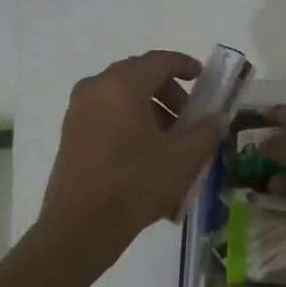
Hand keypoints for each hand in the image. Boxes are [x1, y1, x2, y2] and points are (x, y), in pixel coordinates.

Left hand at [38, 51, 223, 260]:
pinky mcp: (70, 132)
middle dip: (168, 90)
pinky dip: (129, 119)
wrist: (80, 226)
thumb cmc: (135, 184)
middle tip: (189, 115)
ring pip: (121, 94)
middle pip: (138, 75)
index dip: (185, 65)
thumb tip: (215, 118)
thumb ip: (206, 131)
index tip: (203, 78)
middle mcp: (96, 88)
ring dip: (150, 107)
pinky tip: (145, 151)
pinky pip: (106, 112)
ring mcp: (78, 110)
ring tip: (170, 139)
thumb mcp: (183, 158)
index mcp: (122, 85)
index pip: (159, 61)